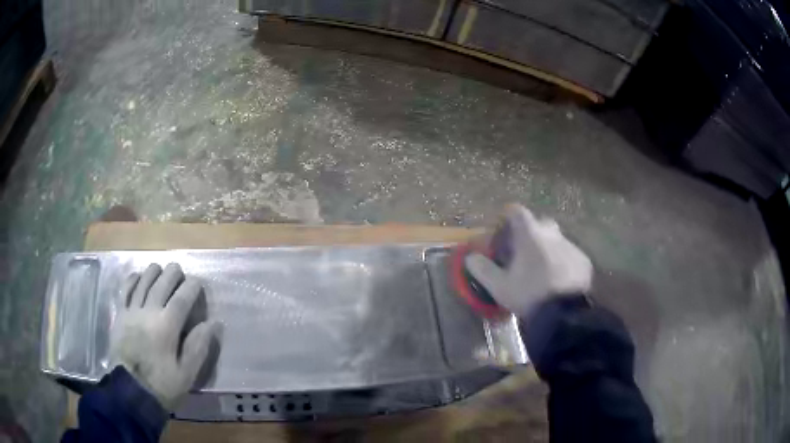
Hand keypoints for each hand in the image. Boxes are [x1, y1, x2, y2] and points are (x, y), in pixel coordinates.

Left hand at [110, 263, 218, 410]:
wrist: (130, 391)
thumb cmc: (162, 385)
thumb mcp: (186, 373)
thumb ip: (198, 347)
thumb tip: (212, 324)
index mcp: (166, 327)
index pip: (181, 299)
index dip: (191, 287)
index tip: (198, 282)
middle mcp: (148, 312)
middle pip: (161, 283)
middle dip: (172, 273)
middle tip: (179, 270)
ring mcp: (131, 311)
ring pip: (142, 282)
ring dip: (153, 272)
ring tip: (160, 269)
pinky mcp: (120, 315)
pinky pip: (125, 290)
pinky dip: (132, 279)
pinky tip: (138, 276)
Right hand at [464, 204, 592, 316]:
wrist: (565, 314)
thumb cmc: (529, 295)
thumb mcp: (499, 286)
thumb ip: (482, 269)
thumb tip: (470, 257)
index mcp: (530, 235)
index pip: (517, 211)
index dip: (507, 218)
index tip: (502, 233)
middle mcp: (552, 233)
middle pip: (538, 224)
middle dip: (529, 234)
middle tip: (521, 254)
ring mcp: (571, 246)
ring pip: (555, 240)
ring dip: (546, 249)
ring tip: (540, 272)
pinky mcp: (583, 260)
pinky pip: (568, 254)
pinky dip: (561, 262)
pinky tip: (557, 281)